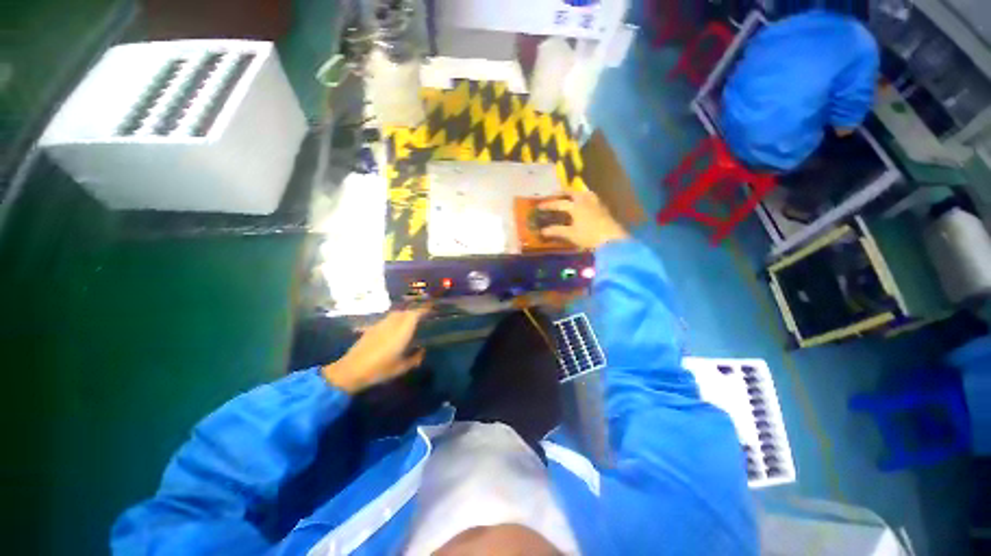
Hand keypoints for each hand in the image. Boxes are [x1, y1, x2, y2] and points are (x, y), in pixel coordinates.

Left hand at [322, 308, 427, 392]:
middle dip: (415, 312)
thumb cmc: (379, 370)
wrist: (350, 371)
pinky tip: (394, 330)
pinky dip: (394, 320)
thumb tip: (423, 351)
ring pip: (395, 314)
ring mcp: (380, 325)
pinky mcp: (371, 329)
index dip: (424, 310)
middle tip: (422, 317)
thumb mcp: (401, 368)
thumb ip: (415, 359)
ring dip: (404, 315)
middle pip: (405, 312)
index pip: (415, 314)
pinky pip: (387, 320)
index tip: (431, 310)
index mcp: (401, 332)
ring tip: (409, 322)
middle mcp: (391, 324)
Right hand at [538, 190, 628, 249]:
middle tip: (554, 195)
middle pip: (572, 192)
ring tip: (570, 197)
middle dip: (561, 193)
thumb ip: (556, 231)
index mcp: (576, 206)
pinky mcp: (602, 208)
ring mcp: (595, 203)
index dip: (548, 205)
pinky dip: (584, 198)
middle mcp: (585, 200)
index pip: (559, 203)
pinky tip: (584, 204)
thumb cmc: (589, 236)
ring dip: (575, 193)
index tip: (539, 206)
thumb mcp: (571, 234)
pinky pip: (591, 198)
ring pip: (583, 193)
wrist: (612, 239)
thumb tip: (542, 231)